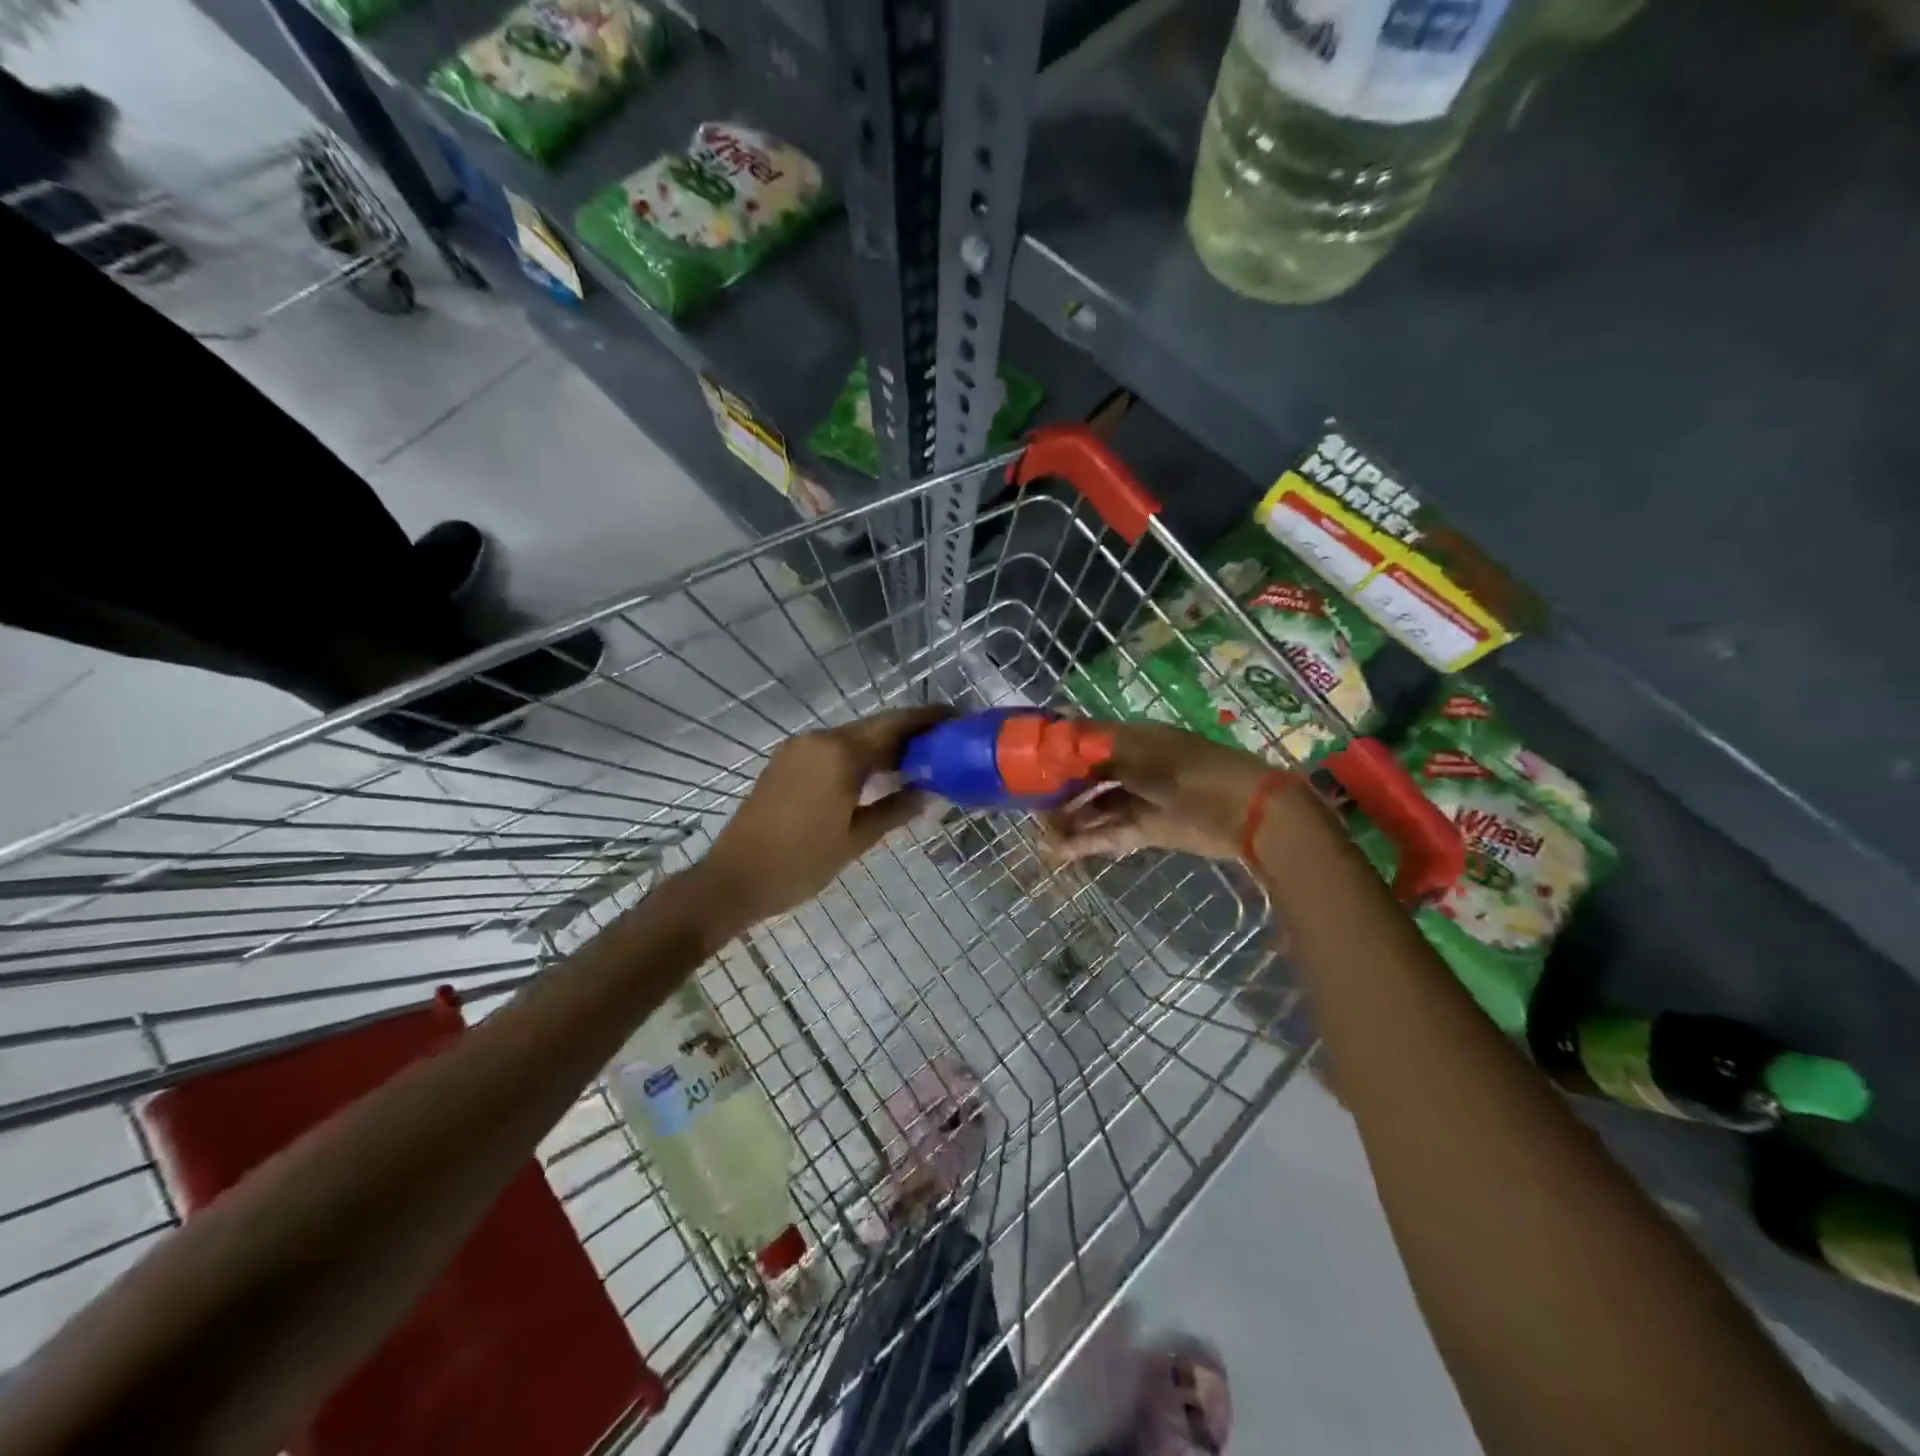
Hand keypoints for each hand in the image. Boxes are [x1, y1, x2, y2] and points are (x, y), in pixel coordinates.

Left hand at [700, 705, 949, 924]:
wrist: (734, 879)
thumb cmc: (801, 863)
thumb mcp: (856, 840)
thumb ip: (896, 810)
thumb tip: (930, 792)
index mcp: (839, 754)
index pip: (894, 726)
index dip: (928, 719)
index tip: (958, 719)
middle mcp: (819, 740)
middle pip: (874, 727)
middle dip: (910, 731)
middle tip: (945, 743)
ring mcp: (799, 749)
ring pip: (853, 737)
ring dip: (885, 745)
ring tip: (919, 760)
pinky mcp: (787, 762)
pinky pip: (833, 748)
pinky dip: (860, 755)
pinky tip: (879, 774)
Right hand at [1042, 721, 1270, 864]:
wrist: (1246, 813)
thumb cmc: (1191, 772)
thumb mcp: (1141, 753)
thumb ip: (1097, 746)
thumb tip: (1060, 726)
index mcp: (1133, 740)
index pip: (1086, 742)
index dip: (1059, 753)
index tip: (1029, 766)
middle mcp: (1134, 766)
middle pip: (1088, 777)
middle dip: (1061, 791)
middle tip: (1031, 807)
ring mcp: (1141, 799)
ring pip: (1097, 808)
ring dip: (1071, 820)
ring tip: (1043, 835)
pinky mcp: (1149, 829)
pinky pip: (1111, 833)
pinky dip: (1088, 842)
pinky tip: (1061, 852)